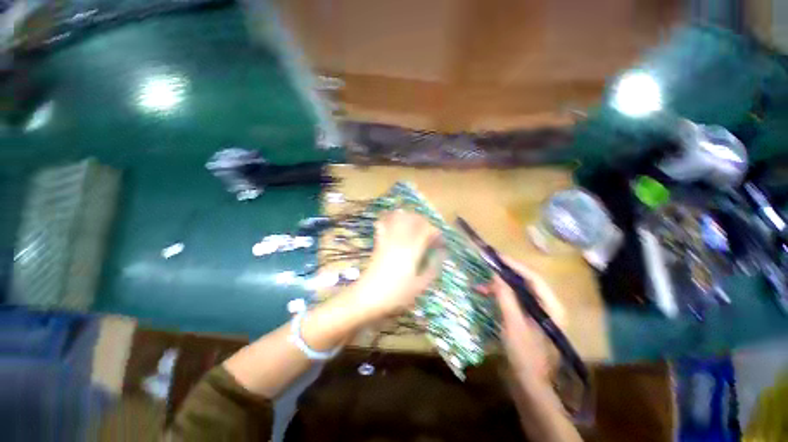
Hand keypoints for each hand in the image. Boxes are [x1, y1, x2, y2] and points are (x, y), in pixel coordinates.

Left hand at [350, 210, 441, 320]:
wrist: (367, 297)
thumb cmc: (395, 295)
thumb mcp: (418, 287)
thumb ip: (432, 270)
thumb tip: (440, 256)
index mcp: (412, 251)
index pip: (427, 231)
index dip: (435, 232)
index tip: (440, 241)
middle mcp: (400, 241)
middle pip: (413, 219)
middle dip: (423, 221)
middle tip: (428, 231)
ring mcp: (387, 240)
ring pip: (399, 218)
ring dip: (408, 217)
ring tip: (414, 225)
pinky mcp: (379, 243)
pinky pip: (384, 224)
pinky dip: (389, 219)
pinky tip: (393, 220)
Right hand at [482, 259, 564, 382]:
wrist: (530, 387)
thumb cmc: (525, 356)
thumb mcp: (513, 324)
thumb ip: (506, 297)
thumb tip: (496, 275)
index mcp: (552, 308)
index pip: (533, 278)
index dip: (514, 266)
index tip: (496, 257)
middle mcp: (548, 308)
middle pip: (526, 283)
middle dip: (505, 275)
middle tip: (486, 269)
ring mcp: (538, 315)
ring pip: (518, 292)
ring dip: (500, 287)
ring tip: (481, 286)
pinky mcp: (528, 321)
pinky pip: (514, 301)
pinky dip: (500, 297)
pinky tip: (487, 297)